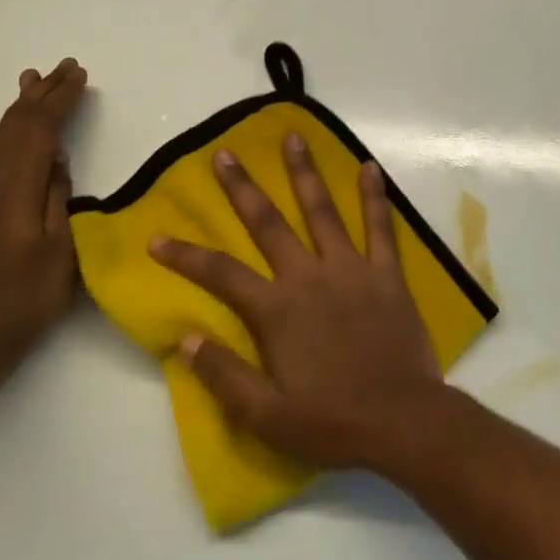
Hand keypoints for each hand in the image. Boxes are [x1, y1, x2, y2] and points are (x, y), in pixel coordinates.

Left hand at [0, 58, 87, 376]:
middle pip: (17, 124)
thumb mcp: (62, 249)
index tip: (81, 77)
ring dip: (15, 105)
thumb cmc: (30, 295)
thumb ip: (58, 197)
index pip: (41, 130)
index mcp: (16, 188)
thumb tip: (56, 158)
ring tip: (31, 78)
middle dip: (43, 93)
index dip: (62, 100)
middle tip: (65, 66)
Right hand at [150, 134, 446, 470]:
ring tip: (293, 137)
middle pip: (268, 224)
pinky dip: (374, 197)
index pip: (220, 274)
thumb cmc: (332, 422)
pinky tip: (369, 168)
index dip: (184, 255)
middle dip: (242, 189)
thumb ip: (224, 375)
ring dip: (304, 173)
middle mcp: (309, 276)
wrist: (403, 422)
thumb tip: (184, 340)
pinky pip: (380, 228)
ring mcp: (351, 270)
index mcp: (277, 309)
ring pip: (322, 211)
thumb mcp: (266, 416)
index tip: (156, 237)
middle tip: (224, 154)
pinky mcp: (386, 274)